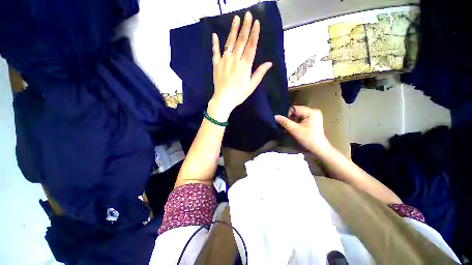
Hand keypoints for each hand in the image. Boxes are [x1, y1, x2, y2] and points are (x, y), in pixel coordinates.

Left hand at [209, 12, 272, 120]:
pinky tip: (214, 35)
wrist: (223, 100)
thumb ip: (259, 73)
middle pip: (241, 41)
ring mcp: (224, 61)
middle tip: (247, 15)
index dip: (254, 34)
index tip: (257, 22)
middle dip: (245, 27)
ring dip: (233, 30)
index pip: (251, 46)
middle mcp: (235, 60)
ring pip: (229, 43)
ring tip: (235, 18)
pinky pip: (215, 52)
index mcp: (245, 65)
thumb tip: (269, 63)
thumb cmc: (239, 94)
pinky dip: (215, 43)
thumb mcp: (251, 86)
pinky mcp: (216, 64)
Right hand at [275, 106, 331, 154]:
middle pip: (296, 111)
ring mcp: (314, 115)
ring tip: (289, 127)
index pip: (294, 108)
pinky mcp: (313, 120)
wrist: (318, 149)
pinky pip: (301, 118)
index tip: (283, 122)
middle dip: (290, 118)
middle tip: (285, 125)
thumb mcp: (295, 130)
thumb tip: (275, 116)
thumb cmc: (308, 139)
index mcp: (311, 111)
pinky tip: (294, 127)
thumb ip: (285, 122)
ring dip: (292, 120)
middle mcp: (313, 111)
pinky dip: (296, 122)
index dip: (287, 114)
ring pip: (298, 115)